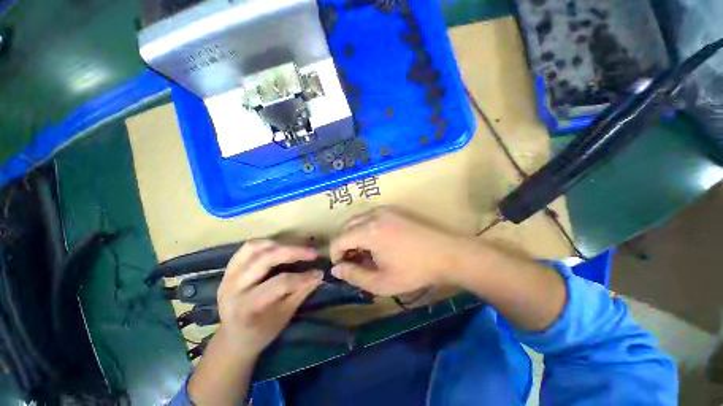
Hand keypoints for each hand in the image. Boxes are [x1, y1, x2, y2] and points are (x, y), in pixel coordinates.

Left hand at [215, 240, 323, 358]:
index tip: (320, 273)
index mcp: (247, 307)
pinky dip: (266, 243)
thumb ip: (301, 293)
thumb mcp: (283, 317)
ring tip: (298, 247)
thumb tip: (319, 275)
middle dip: (294, 252)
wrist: (231, 339)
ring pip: (255, 248)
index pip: (280, 283)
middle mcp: (234, 288)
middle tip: (313, 253)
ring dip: (280, 244)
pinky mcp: (229, 269)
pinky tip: (280, 245)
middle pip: (266, 259)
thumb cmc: (260, 333)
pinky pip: (247, 248)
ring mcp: (228, 275)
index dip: (303, 277)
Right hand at [330, 207, 470, 295]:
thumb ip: (355, 276)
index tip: (342, 266)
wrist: (447, 253)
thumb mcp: (382, 282)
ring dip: (354, 234)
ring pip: (358, 219)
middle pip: (346, 227)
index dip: (336, 254)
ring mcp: (384, 209)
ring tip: (365, 251)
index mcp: (368, 232)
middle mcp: (373, 215)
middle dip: (345, 244)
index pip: (339, 239)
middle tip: (354, 260)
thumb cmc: (414, 270)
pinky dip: (366, 227)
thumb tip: (336, 269)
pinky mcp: (394, 209)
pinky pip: (370, 216)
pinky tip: (377, 240)